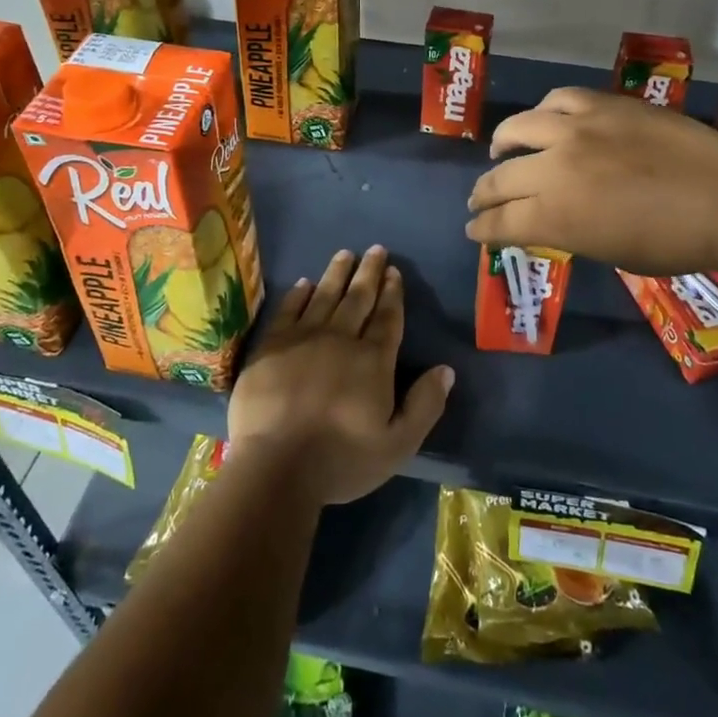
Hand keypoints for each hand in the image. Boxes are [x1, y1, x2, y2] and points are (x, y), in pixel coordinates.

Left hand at [228, 246, 453, 506]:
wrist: (276, 467)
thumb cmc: (341, 460)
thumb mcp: (398, 444)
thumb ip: (425, 405)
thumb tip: (446, 369)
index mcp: (373, 360)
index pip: (388, 318)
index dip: (393, 293)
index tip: (395, 271)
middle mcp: (341, 339)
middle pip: (358, 298)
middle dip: (369, 272)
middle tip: (376, 249)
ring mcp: (303, 339)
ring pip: (325, 296)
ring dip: (337, 273)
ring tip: (345, 253)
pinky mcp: (271, 346)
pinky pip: (288, 310)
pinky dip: (298, 294)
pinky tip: (304, 282)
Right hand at [466, 87, 717, 275]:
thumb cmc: (674, 242)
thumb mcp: (610, 252)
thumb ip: (568, 233)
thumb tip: (549, 221)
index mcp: (554, 217)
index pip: (500, 222)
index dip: (481, 228)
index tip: (474, 229)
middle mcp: (554, 168)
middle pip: (500, 179)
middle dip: (483, 195)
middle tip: (479, 201)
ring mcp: (576, 130)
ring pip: (517, 129)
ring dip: (502, 145)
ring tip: (500, 151)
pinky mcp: (601, 104)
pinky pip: (557, 101)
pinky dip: (543, 114)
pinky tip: (544, 121)